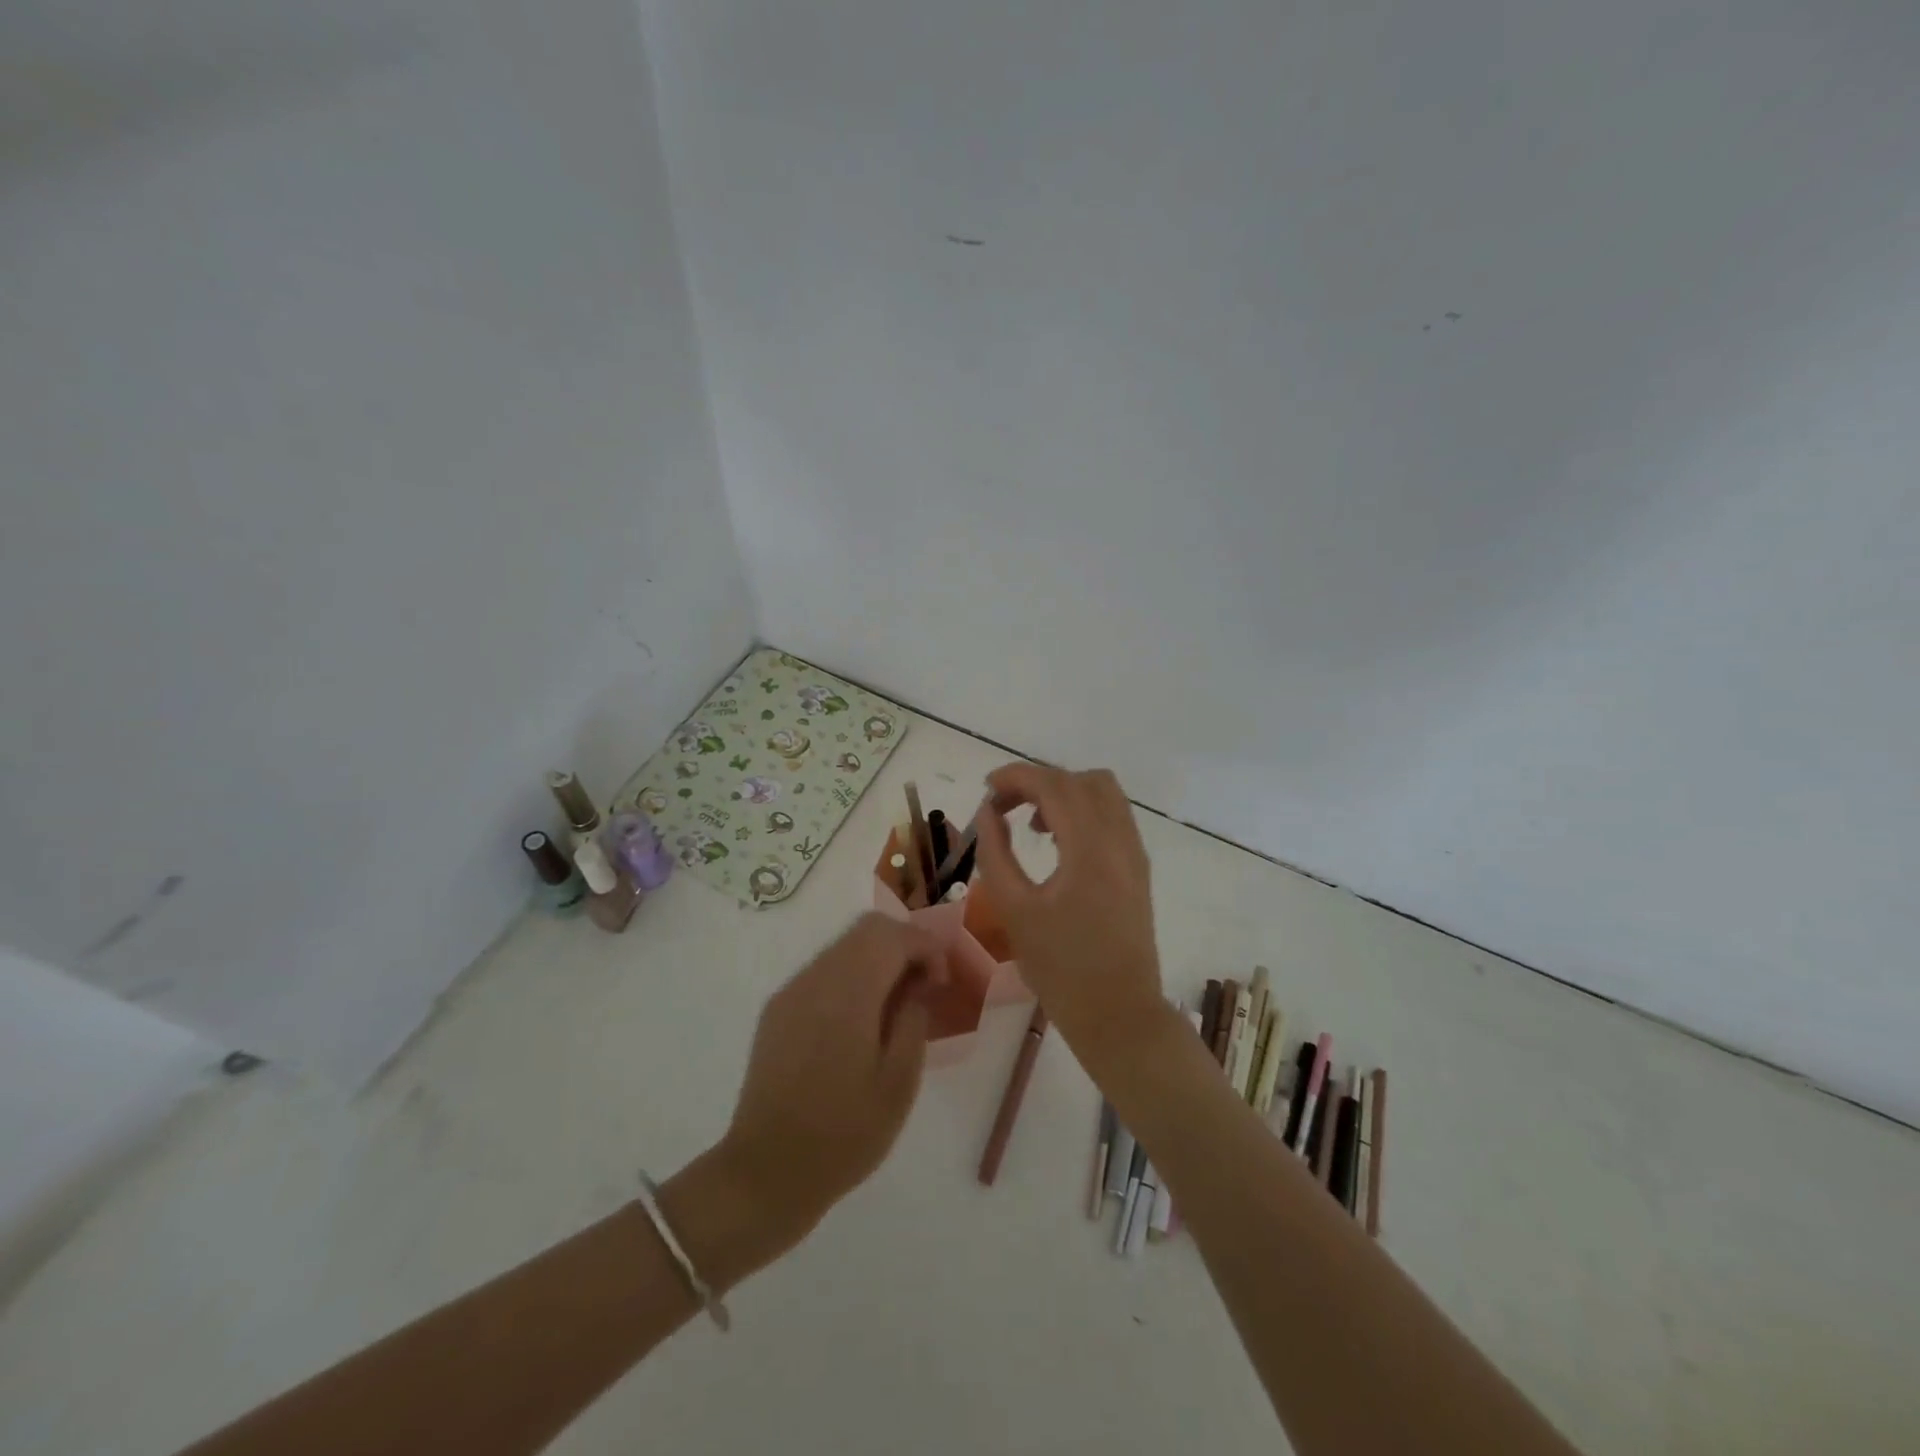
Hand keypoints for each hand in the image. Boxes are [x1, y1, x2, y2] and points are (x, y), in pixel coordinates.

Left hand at [715, 913, 944, 1252]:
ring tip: (895, 1007)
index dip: (925, 946)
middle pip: (866, 930)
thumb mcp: (899, 1083)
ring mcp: (791, 992)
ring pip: (843, 947)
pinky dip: (851, 977)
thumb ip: (913, 1019)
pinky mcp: (777, 1011)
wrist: (765, 1173)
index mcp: (848, 994)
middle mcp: (815, 979)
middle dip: (903, 946)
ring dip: (877, 960)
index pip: (891, 935)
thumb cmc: (843, 1134)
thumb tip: (917, 985)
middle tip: (923, 988)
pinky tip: (860, 1022)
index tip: (940, 983)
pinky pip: (822, 972)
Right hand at [973, 764, 1168, 1076]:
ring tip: (1032, 824)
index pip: (1054, 785)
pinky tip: (1059, 842)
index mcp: (1090, 849)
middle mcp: (1120, 840)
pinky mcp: (1138, 868)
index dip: (1016, 777)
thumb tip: (988, 813)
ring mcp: (1134, 853)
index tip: (986, 789)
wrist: (1118, 1014)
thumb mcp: (1015, 910)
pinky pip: (1113, 816)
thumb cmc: (1061, 968)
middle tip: (1003, 808)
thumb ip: (996, 853)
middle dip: (1038, 782)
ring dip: (1064, 793)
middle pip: (1080, 780)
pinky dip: (1083, 811)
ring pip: (1103, 793)